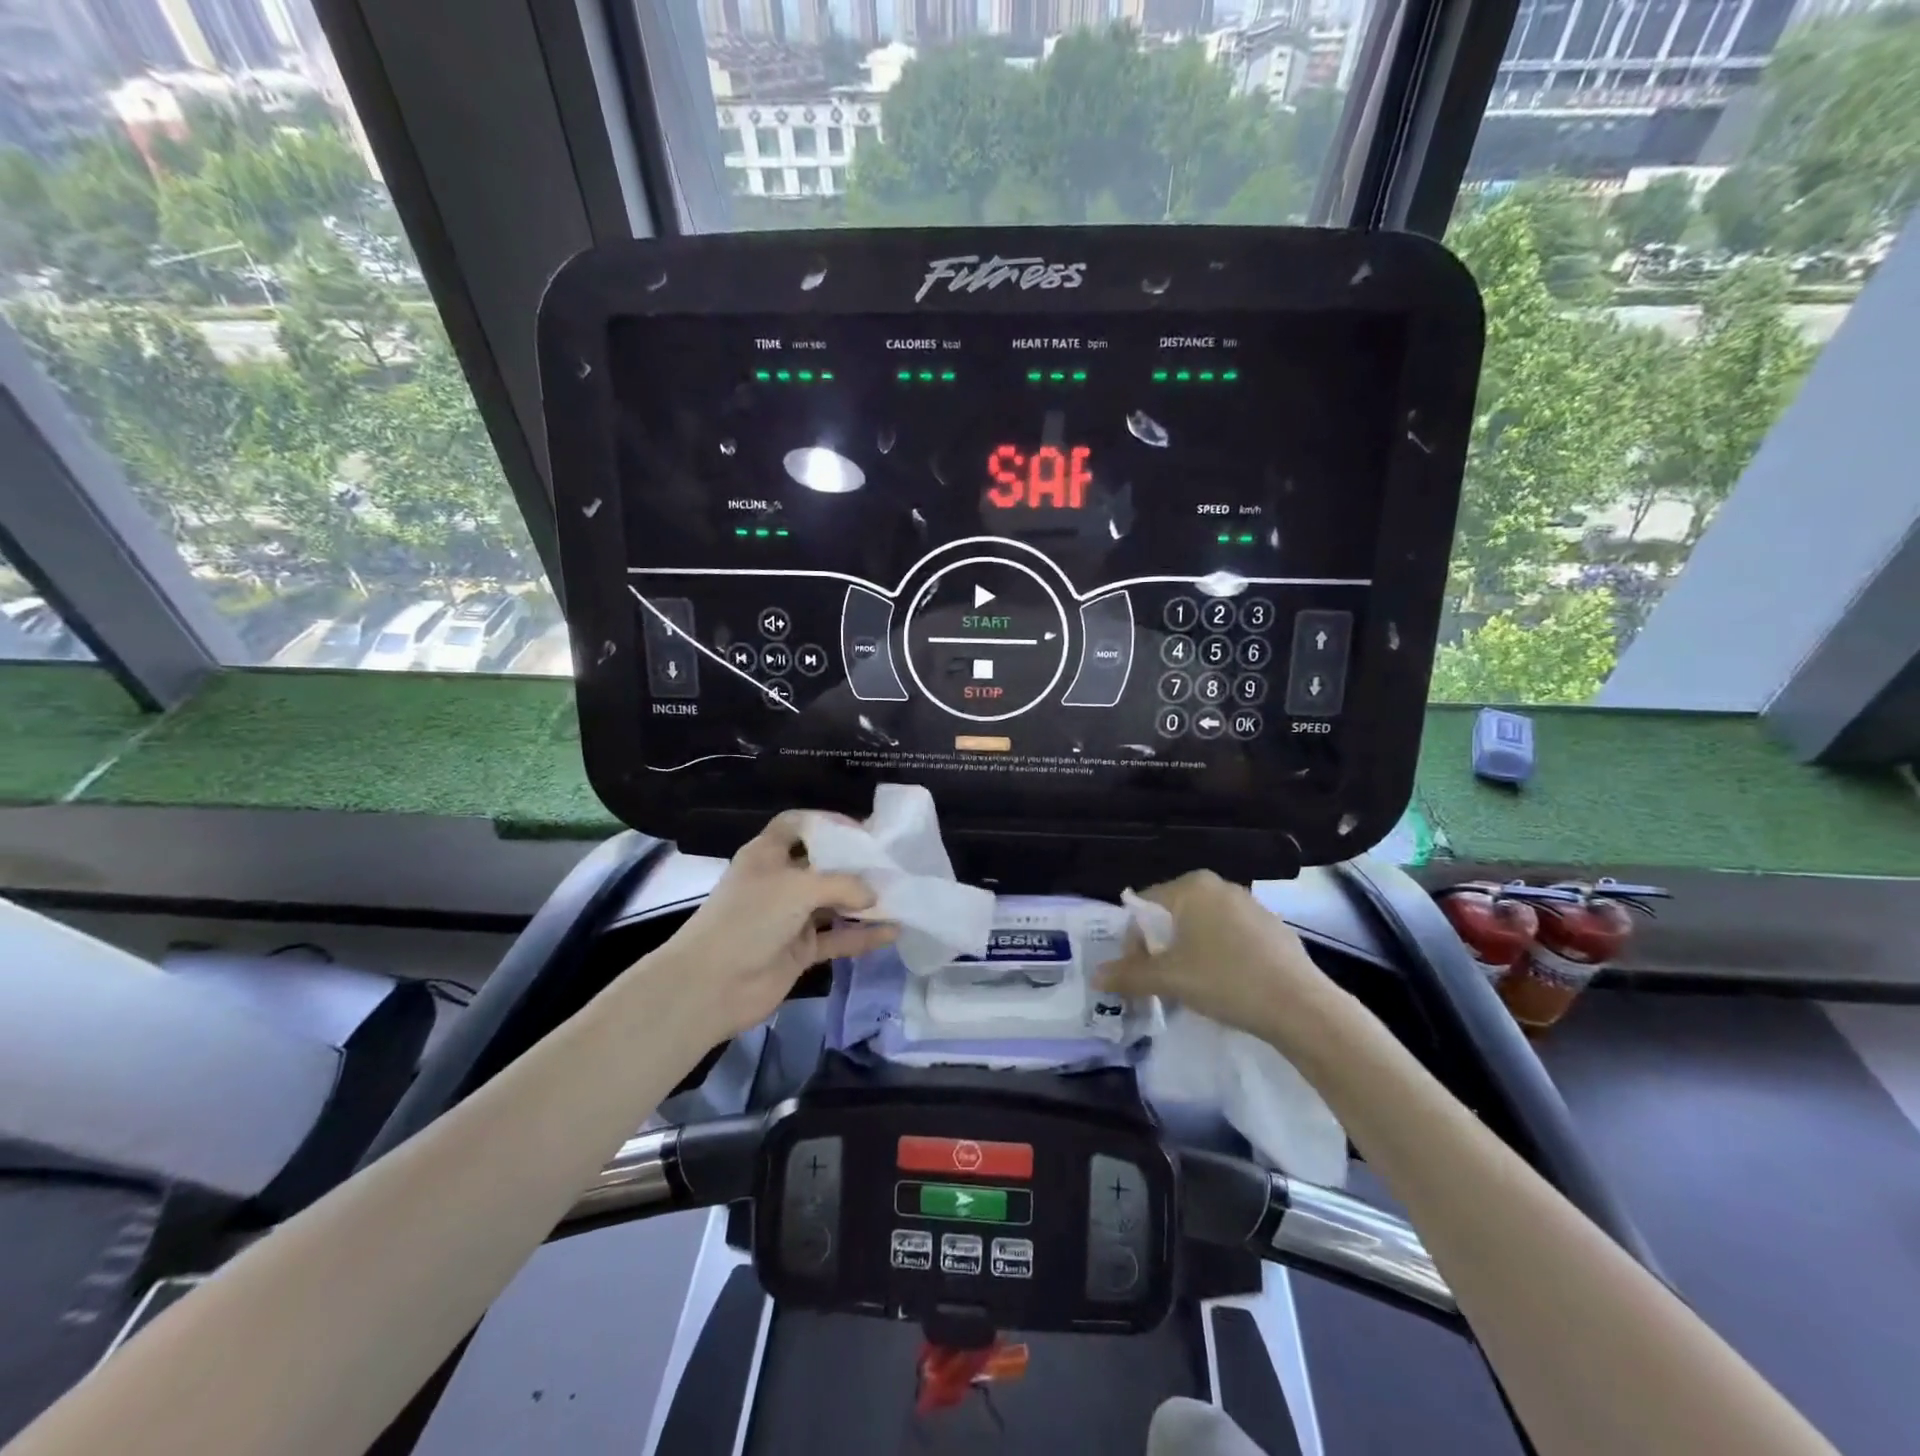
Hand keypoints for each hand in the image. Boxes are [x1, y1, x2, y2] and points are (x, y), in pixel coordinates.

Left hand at [662, 811, 896, 1040]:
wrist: (711, 986)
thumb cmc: (750, 919)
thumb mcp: (798, 888)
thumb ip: (842, 885)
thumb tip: (873, 896)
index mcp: (768, 854)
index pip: (798, 825)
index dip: (827, 822)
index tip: (862, 831)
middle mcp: (779, 881)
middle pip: (822, 864)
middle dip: (855, 864)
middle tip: (892, 864)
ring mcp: (790, 918)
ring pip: (833, 903)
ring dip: (863, 902)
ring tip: (900, 895)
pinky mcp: (800, 950)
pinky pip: (837, 938)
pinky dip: (862, 936)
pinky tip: (892, 932)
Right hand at [1093, 871, 1337, 1050]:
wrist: (1301, 1006)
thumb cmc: (1225, 980)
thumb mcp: (1169, 979)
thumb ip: (1129, 974)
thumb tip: (1095, 975)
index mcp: (1192, 886)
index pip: (1145, 905)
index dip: (1134, 940)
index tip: (1137, 972)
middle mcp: (1220, 886)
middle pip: (1173, 915)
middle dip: (1160, 948)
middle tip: (1160, 981)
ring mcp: (1250, 905)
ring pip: (1202, 927)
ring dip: (1188, 953)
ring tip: (1191, 987)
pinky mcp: (1272, 928)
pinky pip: (1230, 937)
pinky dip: (1218, 956)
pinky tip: (1224, 986)